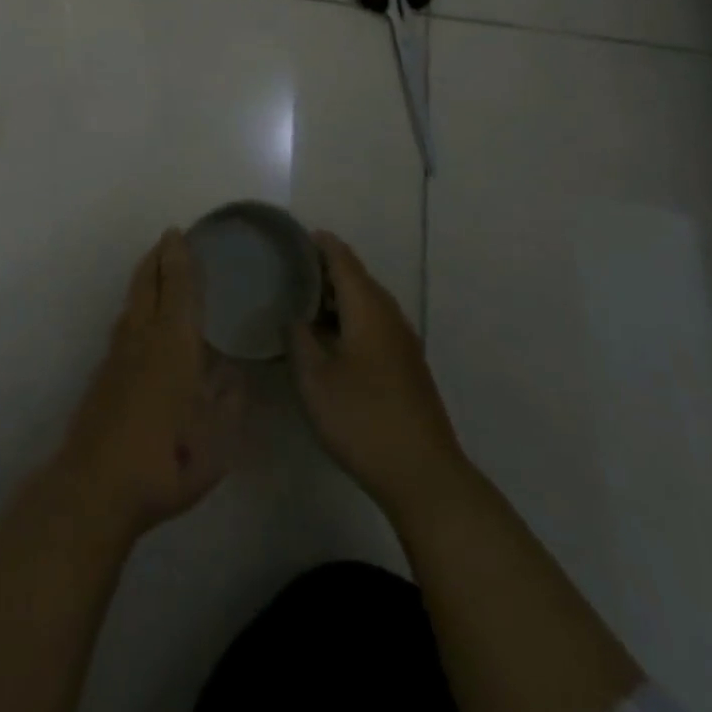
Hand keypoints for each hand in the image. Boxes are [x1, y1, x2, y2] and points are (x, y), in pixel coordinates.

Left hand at [54, 231, 243, 546]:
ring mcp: (117, 355)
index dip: (179, 257)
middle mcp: (143, 337)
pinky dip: (135, 307)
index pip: (178, 286)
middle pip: (147, 284)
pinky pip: (123, 324)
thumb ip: (229, 398)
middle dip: (157, 258)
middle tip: (167, 240)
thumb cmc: (168, 457)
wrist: (97, 485)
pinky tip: (140, 322)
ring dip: (143, 279)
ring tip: (154, 270)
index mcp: (175, 341)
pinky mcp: (103, 376)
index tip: (179, 233)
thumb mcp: (218, 435)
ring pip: (131, 302)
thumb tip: (232, 371)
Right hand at [291, 232, 467, 518]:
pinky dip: (349, 318)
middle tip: (288, 269)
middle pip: (356, 278)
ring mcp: (402, 342)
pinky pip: (373, 324)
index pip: (342, 259)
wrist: (423, 474)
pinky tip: (330, 338)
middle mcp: (389, 315)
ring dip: (337, 296)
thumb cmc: (362, 419)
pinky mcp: (406, 365)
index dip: (319, 244)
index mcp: (368, 308)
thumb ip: (299, 339)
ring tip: (302, 300)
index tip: (292, 237)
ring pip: (366, 303)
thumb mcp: (315, 379)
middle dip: (324, 269)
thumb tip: (294, 315)